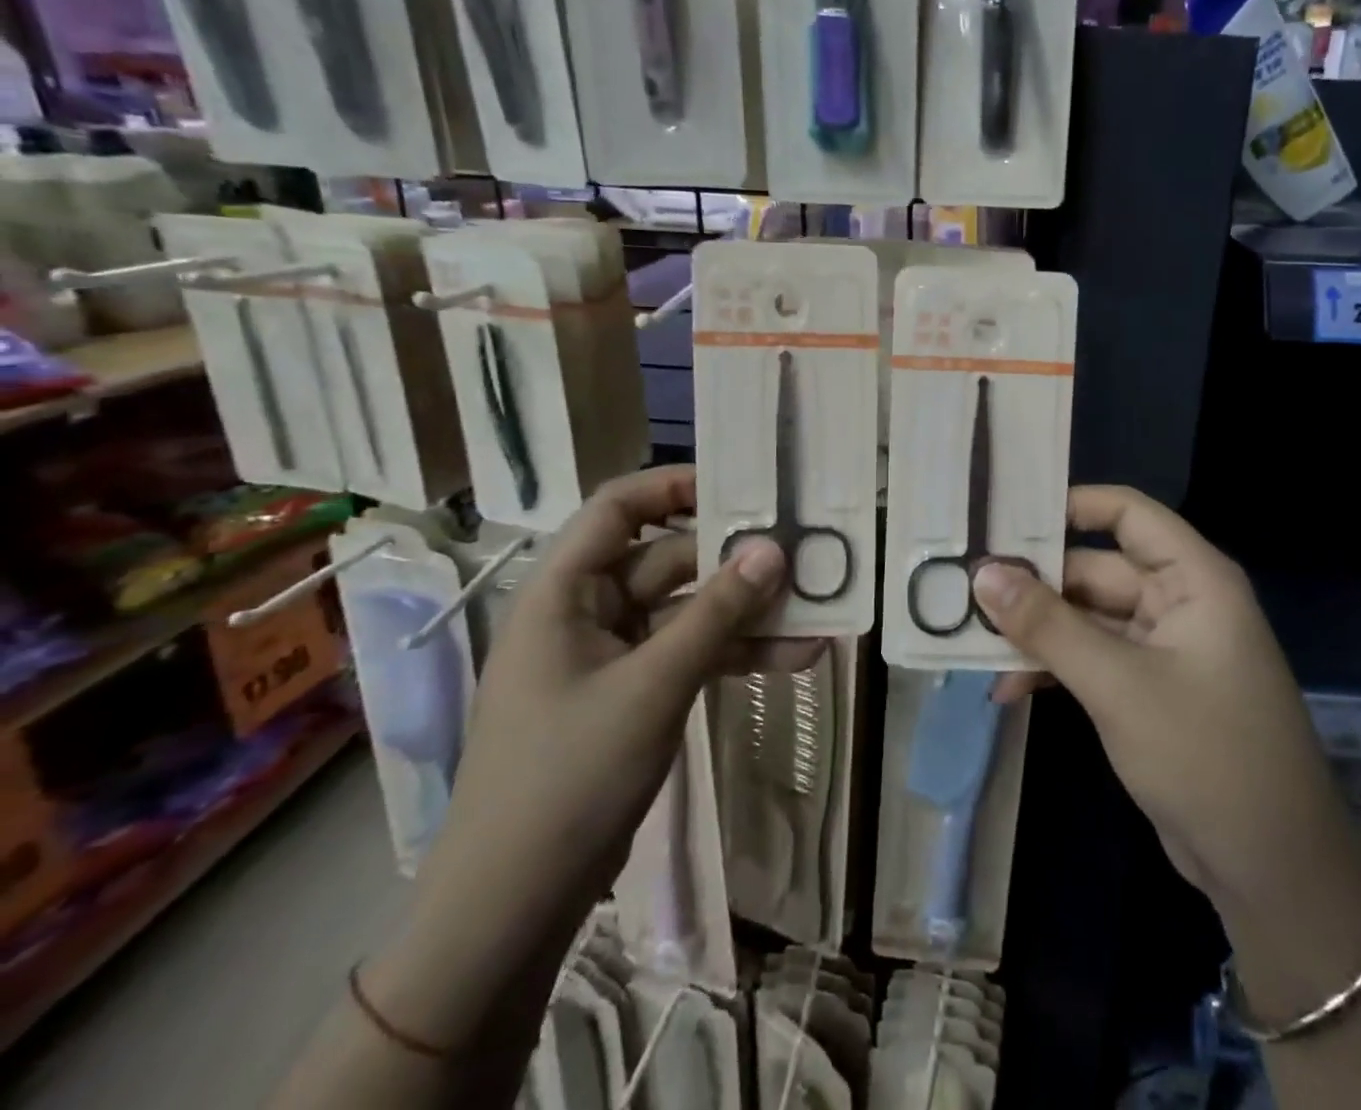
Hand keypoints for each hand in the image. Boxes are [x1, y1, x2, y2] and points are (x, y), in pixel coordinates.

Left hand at [412, 466, 813, 958]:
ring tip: (817, 610)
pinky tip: (796, 658)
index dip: (674, 486)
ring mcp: (613, 656)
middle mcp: (587, 612)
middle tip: (803, 551)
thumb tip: (773, 549)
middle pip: (668, 559)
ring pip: (689, 611)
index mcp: (564, 592)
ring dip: (747, 613)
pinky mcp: (635, 694)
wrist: (512, 906)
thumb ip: (717, 614)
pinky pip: (692, 654)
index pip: (617, 509)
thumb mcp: (651, 686)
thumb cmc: (567, 776)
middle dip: (734, 560)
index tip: (741, 485)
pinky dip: (736, 653)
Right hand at [975, 486, 1360, 939]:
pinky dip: (1055, 666)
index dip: (1070, 505)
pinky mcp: (1150, 690)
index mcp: (1193, 579)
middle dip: (1035, 582)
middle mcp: (1179, 602)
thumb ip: (1048, 625)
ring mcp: (1164, 648)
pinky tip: (1007, 687)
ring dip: (1038, 630)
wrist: (1272, 871)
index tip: (1004, 516)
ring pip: (1088, 618)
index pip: (1127, 513)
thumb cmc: (1205, 754)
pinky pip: (1093, 658)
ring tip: (971, 638)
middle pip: (1097, 568)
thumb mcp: (1117, 684)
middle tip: (963, 585)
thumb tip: (983, 573)